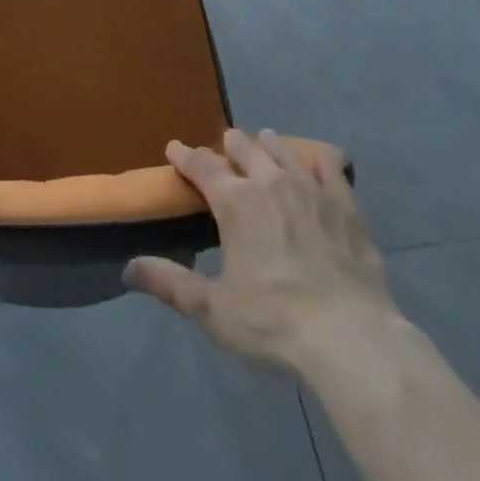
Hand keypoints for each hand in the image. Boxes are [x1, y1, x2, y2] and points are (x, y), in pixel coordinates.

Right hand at [125, 129, 394, 375]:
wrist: (352, 338)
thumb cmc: (275, 322)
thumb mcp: (214, 310)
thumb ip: (171, 284)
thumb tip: (128, 268)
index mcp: (234, 201)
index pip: (201, 164)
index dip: (184, 154)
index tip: (173, 147)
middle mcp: (269, 181)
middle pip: (242, 146)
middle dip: (228, 144)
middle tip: (223, 148)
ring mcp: (310, 188)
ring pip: (282, 149)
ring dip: (267, 144)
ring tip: (263, 142)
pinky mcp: (345, 203)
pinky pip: (330, 165)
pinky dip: (319, 157)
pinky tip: (319, 158)